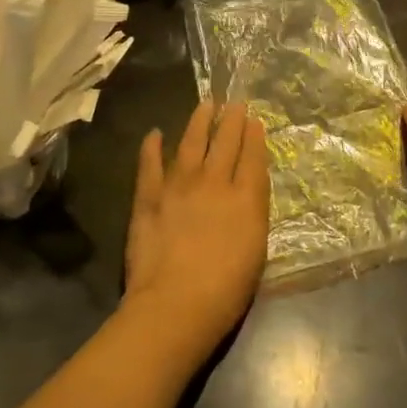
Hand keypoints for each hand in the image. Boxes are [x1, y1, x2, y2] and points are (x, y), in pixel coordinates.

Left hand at [123, 100, 269, 360]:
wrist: (175, 304)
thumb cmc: (225, 290)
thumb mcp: (256, 250)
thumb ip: (253, 212)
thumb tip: (249, 186)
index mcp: (244, 198)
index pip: (252, 157)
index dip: (254, 136)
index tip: (254, 119)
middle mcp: (213, 182)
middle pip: (225, 142)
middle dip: (232, 120)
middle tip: (235, 103)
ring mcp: (178, 185)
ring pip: (191, 143)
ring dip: (199, 121)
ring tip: (205, 104)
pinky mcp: (149, 197)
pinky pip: (150, 164)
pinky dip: (152, 147)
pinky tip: (155, 133)